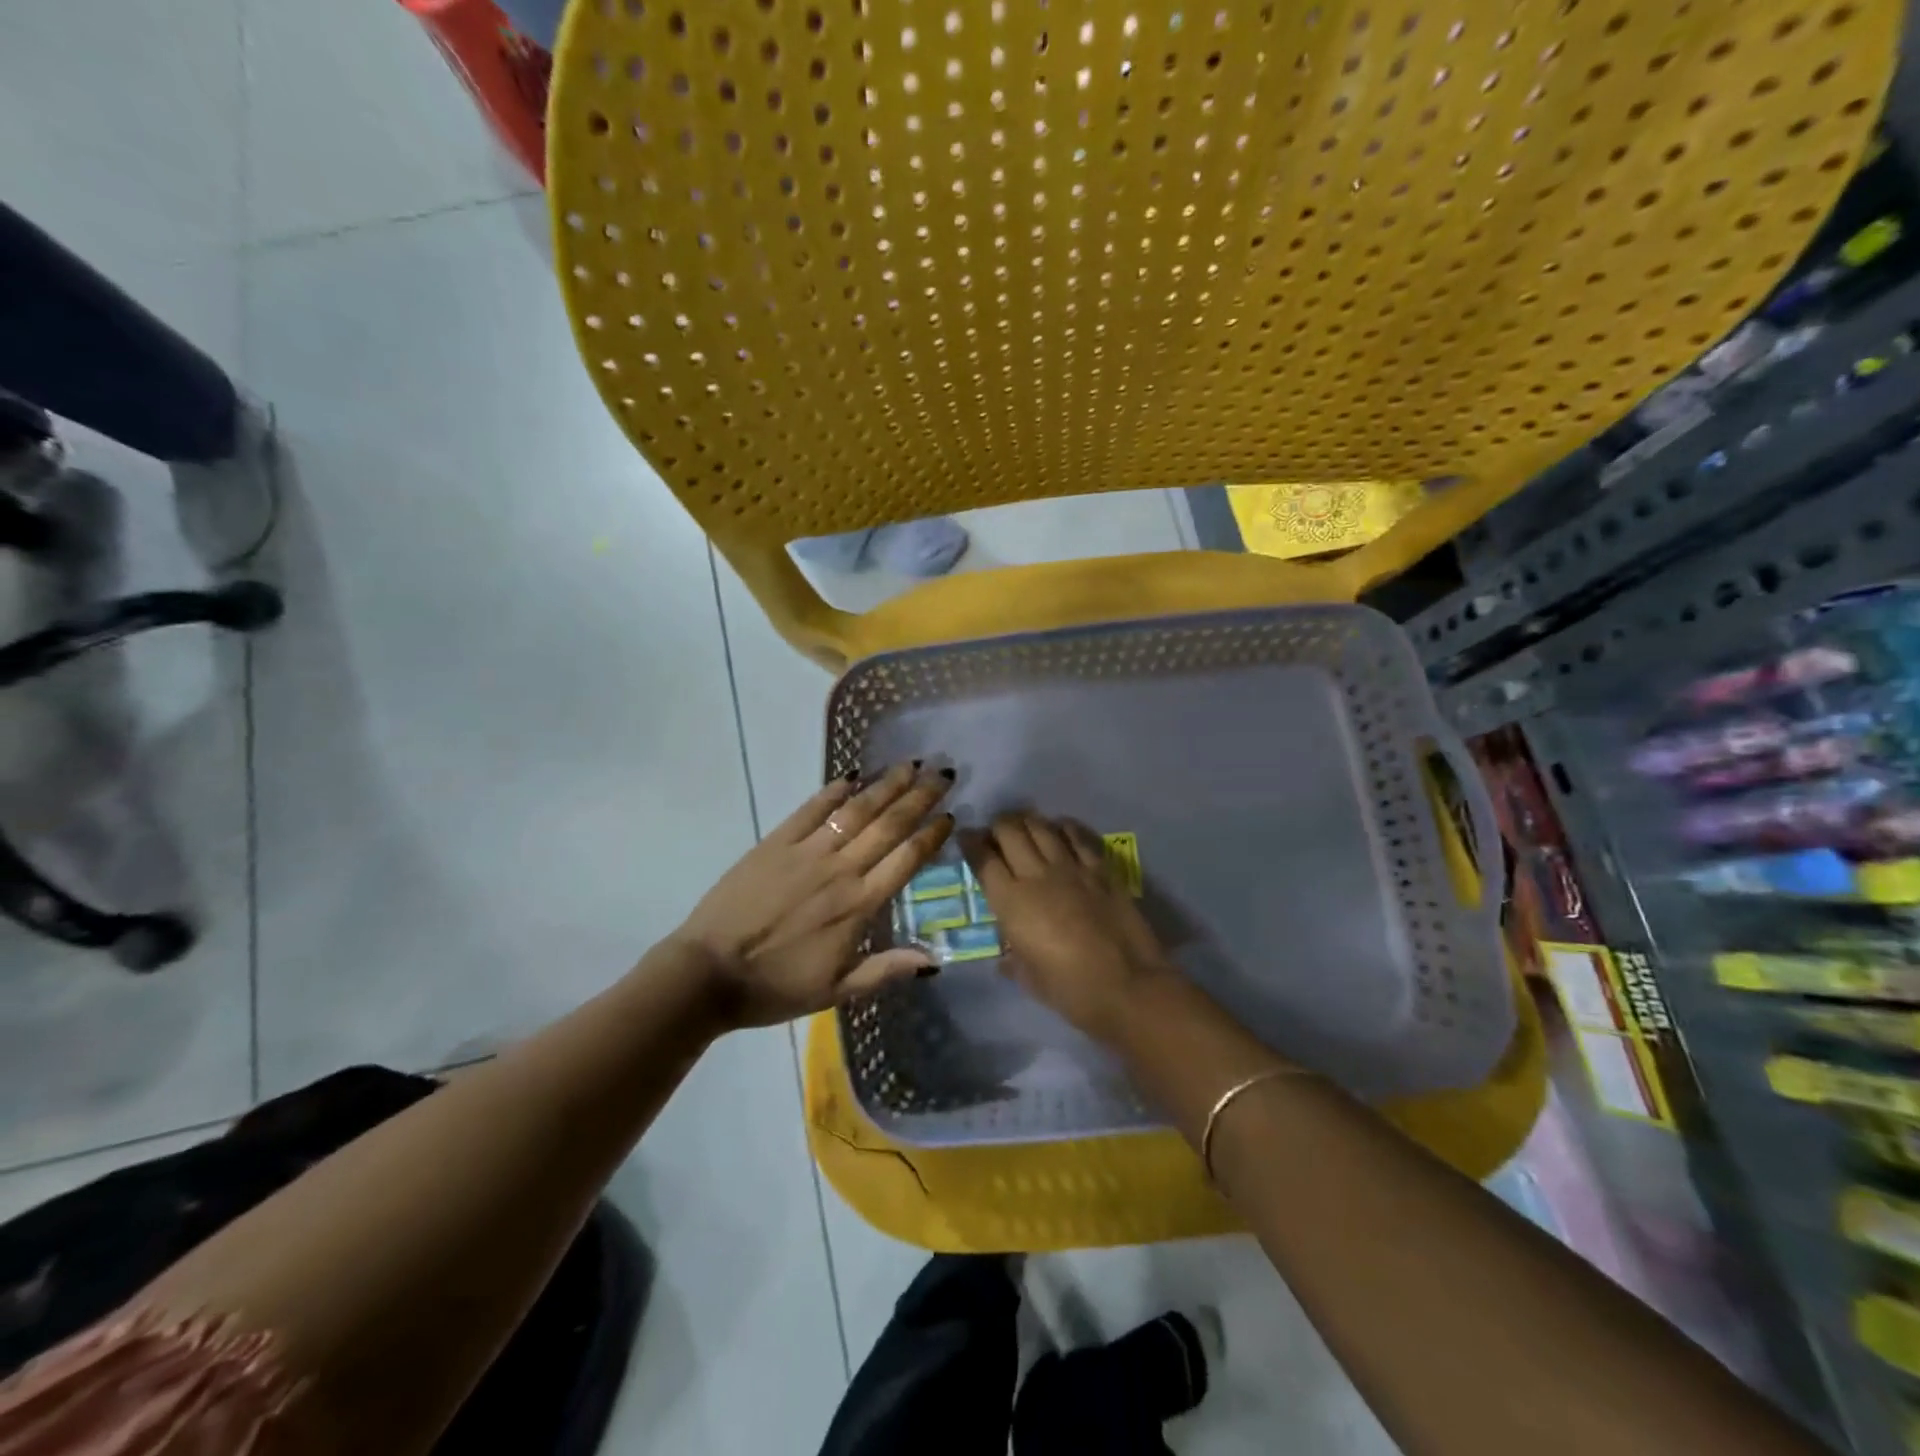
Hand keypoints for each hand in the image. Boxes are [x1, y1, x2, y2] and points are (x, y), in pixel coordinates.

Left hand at [675, 764, 955, 1028]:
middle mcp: (840, 870)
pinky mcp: (776, 842)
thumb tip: (934, 961)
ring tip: (909, 765)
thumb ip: (885, 970)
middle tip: (943, 772)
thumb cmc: (775, 987)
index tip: (950, 814)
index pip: (906, 860)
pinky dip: (833, 791)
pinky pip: (811, 809)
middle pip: (889, 825)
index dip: (931, 835)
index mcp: (858, 905)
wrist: (708, 974)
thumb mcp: (836, 992)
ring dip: (886, 785)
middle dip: (920, 796)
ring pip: (856, 810)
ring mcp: (807, 851)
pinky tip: (851, 775)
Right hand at [963, 812, 1175, 1042]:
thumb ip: (1012, 958)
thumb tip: (1007, 954)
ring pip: (1041, 827)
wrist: (1127, 986)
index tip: (966, 837)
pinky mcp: (1100, 869)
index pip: (983, 859)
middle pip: (1010, 831)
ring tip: (1024, 826)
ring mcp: (1071, 867)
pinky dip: (1064, 828)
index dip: (971, 842)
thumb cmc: (1069, 990)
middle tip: (996, 833)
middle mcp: (1036, 875)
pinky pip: (1077, 836)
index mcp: (1011, 901)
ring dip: (1027, 822)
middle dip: (997, 826)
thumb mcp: (1027, 977)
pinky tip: (1060, 830)